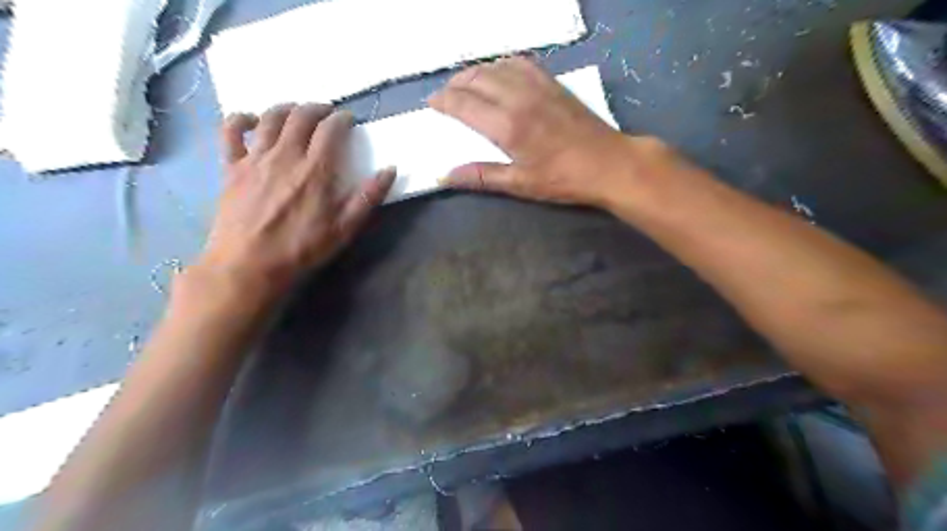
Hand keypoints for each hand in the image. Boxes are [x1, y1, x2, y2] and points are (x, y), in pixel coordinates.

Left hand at [198, 103, 393, 301]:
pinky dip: (241, 118)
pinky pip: (231, 131)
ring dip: (287, 107)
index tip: (349, 121)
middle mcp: (285, 155)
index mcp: (316, 170)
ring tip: (297, 111)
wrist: (249, 264)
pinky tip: (252, 121)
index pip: (331, 129)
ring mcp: (255, 158)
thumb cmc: (302, 248)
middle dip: (318, 108)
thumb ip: (368, 198)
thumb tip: (390, 170)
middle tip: (327, 113)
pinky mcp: (231, 166)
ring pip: (270, 117)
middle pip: (301, 116)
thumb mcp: (344, 229)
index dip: (342, 119)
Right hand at [432, 56, 652, 207]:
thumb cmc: (563, 179)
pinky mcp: (553, 83)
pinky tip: (500, 73)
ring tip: (466, 84)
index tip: (432, 104)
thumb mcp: (519, 184)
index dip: (443, 102)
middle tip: (445, 95)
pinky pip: (521, 63)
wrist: (609, 164)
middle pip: (476, 79)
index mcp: (507, 125)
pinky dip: (502, 64)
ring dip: (476, 72)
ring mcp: (538, 86)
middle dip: (455, 84)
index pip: (464, 104)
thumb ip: (481, 177)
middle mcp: (518, 97)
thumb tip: (445, 176)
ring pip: (496, 66)